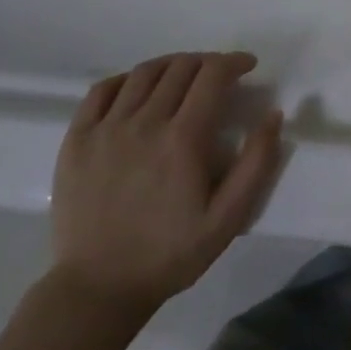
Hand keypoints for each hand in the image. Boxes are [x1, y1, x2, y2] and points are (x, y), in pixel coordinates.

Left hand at [49, 52, 283, 325]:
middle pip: (180, 67)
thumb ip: (256, 163)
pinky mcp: (77, 140)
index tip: (248, 65)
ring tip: (184, 75)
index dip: (234, 62)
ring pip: (144, 73)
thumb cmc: (170, 254)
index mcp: (183, 139)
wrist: (98, 288)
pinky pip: (101, 90)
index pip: (212, 75)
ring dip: (172, 65)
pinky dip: (126, 79)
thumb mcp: (228, 218)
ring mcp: (106, 129)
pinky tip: (138, 89)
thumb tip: (273, 115)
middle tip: (220, 74)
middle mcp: (144, 123)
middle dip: (207, 61)